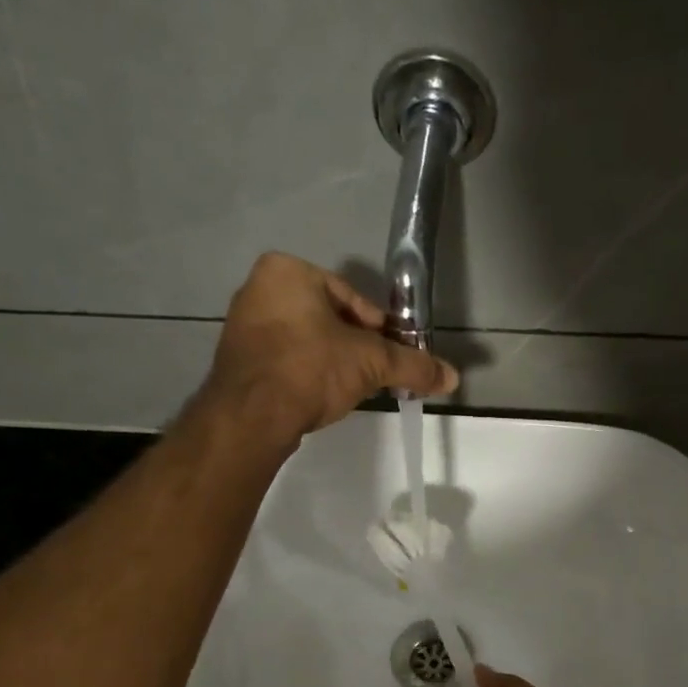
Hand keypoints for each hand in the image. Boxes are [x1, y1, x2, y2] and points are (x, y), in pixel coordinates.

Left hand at [197, 253, 457, 445]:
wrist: (251, 415)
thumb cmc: (311, 369)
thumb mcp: (371, 363)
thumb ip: (412, 366)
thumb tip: (452, 377)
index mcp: (287, 270)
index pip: (350, 297)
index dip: (378, 329)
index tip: (390, 355)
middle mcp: (258, 288)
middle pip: (327, 318)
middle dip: (353, 347)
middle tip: (372, 375)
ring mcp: (242, 325)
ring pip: (305, 340)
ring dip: (331, 362)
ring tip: (348, 390)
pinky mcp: (236, 360)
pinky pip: (283, 361)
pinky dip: (304, 375)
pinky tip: (318, 398)